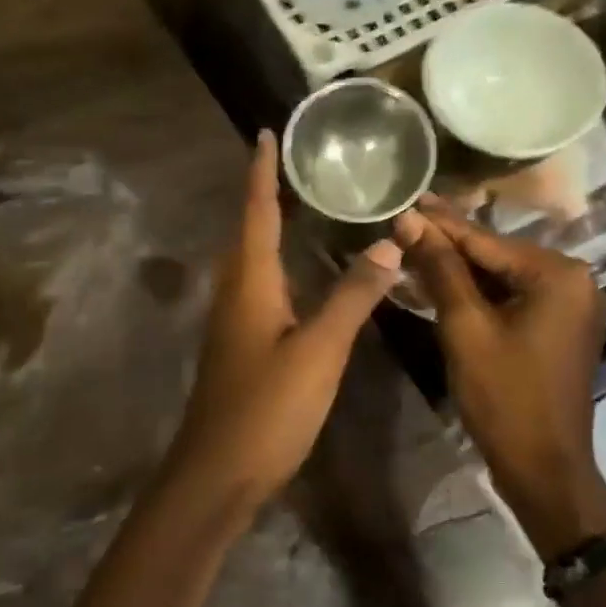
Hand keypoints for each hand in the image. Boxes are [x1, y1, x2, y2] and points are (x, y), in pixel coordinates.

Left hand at [168, 130, 402, 509]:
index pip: (255, 211)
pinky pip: (262, 292)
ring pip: (254, 264)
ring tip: (305, 208)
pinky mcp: (241, 350)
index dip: (261, 171)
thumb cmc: (267, 408)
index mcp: (250, 283)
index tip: (266, 132)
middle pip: (249, 232)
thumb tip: (387, 244)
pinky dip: (282, 270)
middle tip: (300, 166)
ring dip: (273, 231)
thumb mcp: (319, 351)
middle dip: (268, 195)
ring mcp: (234, 324)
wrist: (218, 474)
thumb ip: (352, 298)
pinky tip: (305, 279)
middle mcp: (235, 294)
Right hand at [395, 200, 605, 557]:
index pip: (487, 241)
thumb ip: (441, 270)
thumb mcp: (466, 328)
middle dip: (450, 245)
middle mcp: (574, 281)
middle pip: (498, 256)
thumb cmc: (504, 396)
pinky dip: (480, 296)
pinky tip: (445, 285)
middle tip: (405, 224)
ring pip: (504, 279)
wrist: (542, 466)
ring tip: (415, 248)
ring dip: (461, 270)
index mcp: (559, 274)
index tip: (406, 200)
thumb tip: (409, 221)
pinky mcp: (559, 330)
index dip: (440, 223)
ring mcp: (570, 307)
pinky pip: (514, 300)